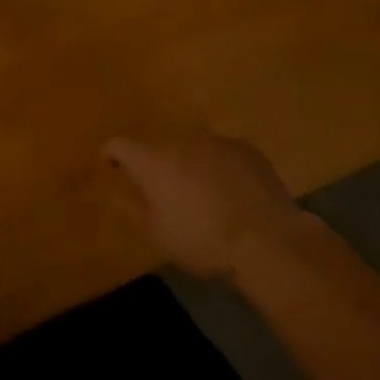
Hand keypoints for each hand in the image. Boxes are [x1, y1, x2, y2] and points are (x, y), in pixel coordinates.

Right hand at [104, 130, 311, 278]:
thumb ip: (129, 209)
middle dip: (156, 164)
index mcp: (151, 158)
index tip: (112, 167)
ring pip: (192, 148)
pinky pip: (222, 153)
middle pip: (158, 145)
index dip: (111, 154)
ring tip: (202, 195)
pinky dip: (219, 168)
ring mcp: (215, 140)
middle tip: (164, 191)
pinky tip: (232, 194)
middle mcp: (179, 139)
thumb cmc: (201, 239)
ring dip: (189, 164)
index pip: (118, 143)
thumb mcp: (156, 235)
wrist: (267, 240)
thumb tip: (113, 192)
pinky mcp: (245, 148)